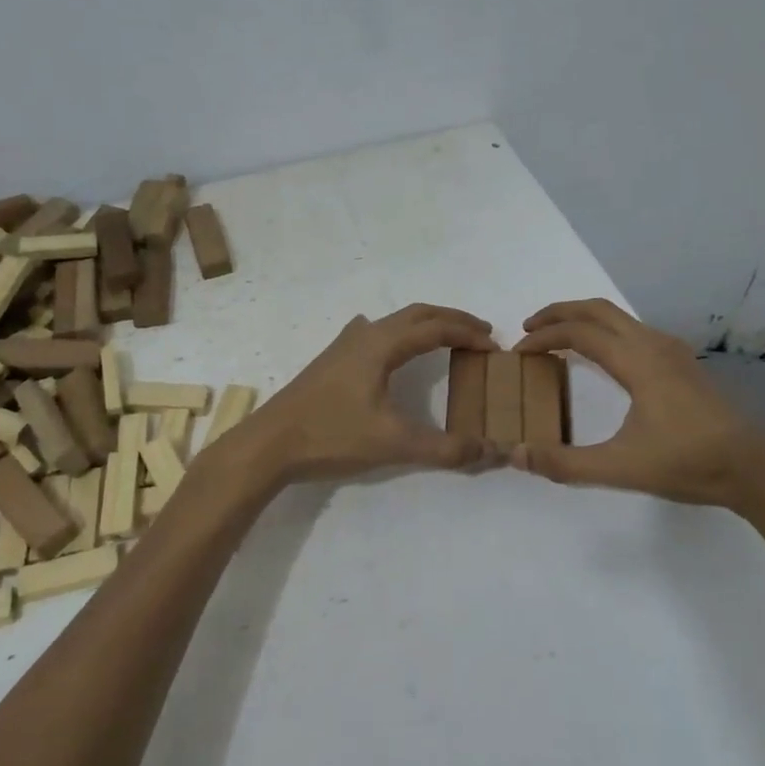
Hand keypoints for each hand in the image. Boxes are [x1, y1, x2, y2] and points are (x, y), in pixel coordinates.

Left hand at [239, 305, 499, 483]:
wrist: (269, 444)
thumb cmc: (331, 436)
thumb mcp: (393, 444)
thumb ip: (444, 448)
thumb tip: (489, 450)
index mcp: (382, 345)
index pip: (436, 328)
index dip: (469, 334)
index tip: (495, 347)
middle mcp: (365, 335)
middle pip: (417, 315)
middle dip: (452, 320)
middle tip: (481, 334)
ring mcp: (344, 345)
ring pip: (394, 322)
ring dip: (425, 325)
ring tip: (447, 339)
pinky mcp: (331, 360)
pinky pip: (374, 333)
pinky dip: (397, 333)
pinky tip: (388, 347)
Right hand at [511, 298, 764, 510]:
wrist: (754, 467)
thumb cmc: (688, 463)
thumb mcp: (620, 468)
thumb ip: (564, 463)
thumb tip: (515, 454)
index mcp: (637, 361)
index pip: (579, 333)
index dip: (543, 337)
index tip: (518, 352)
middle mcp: (653, 344)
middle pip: (597, 309)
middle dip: (559, 312)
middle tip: (528, 328)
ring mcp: (672, 350)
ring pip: (618, 317)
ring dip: (583, 320)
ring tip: (558, 338)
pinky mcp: (682, 362)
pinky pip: (633, 330)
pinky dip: (605, 331)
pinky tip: (601, 357)